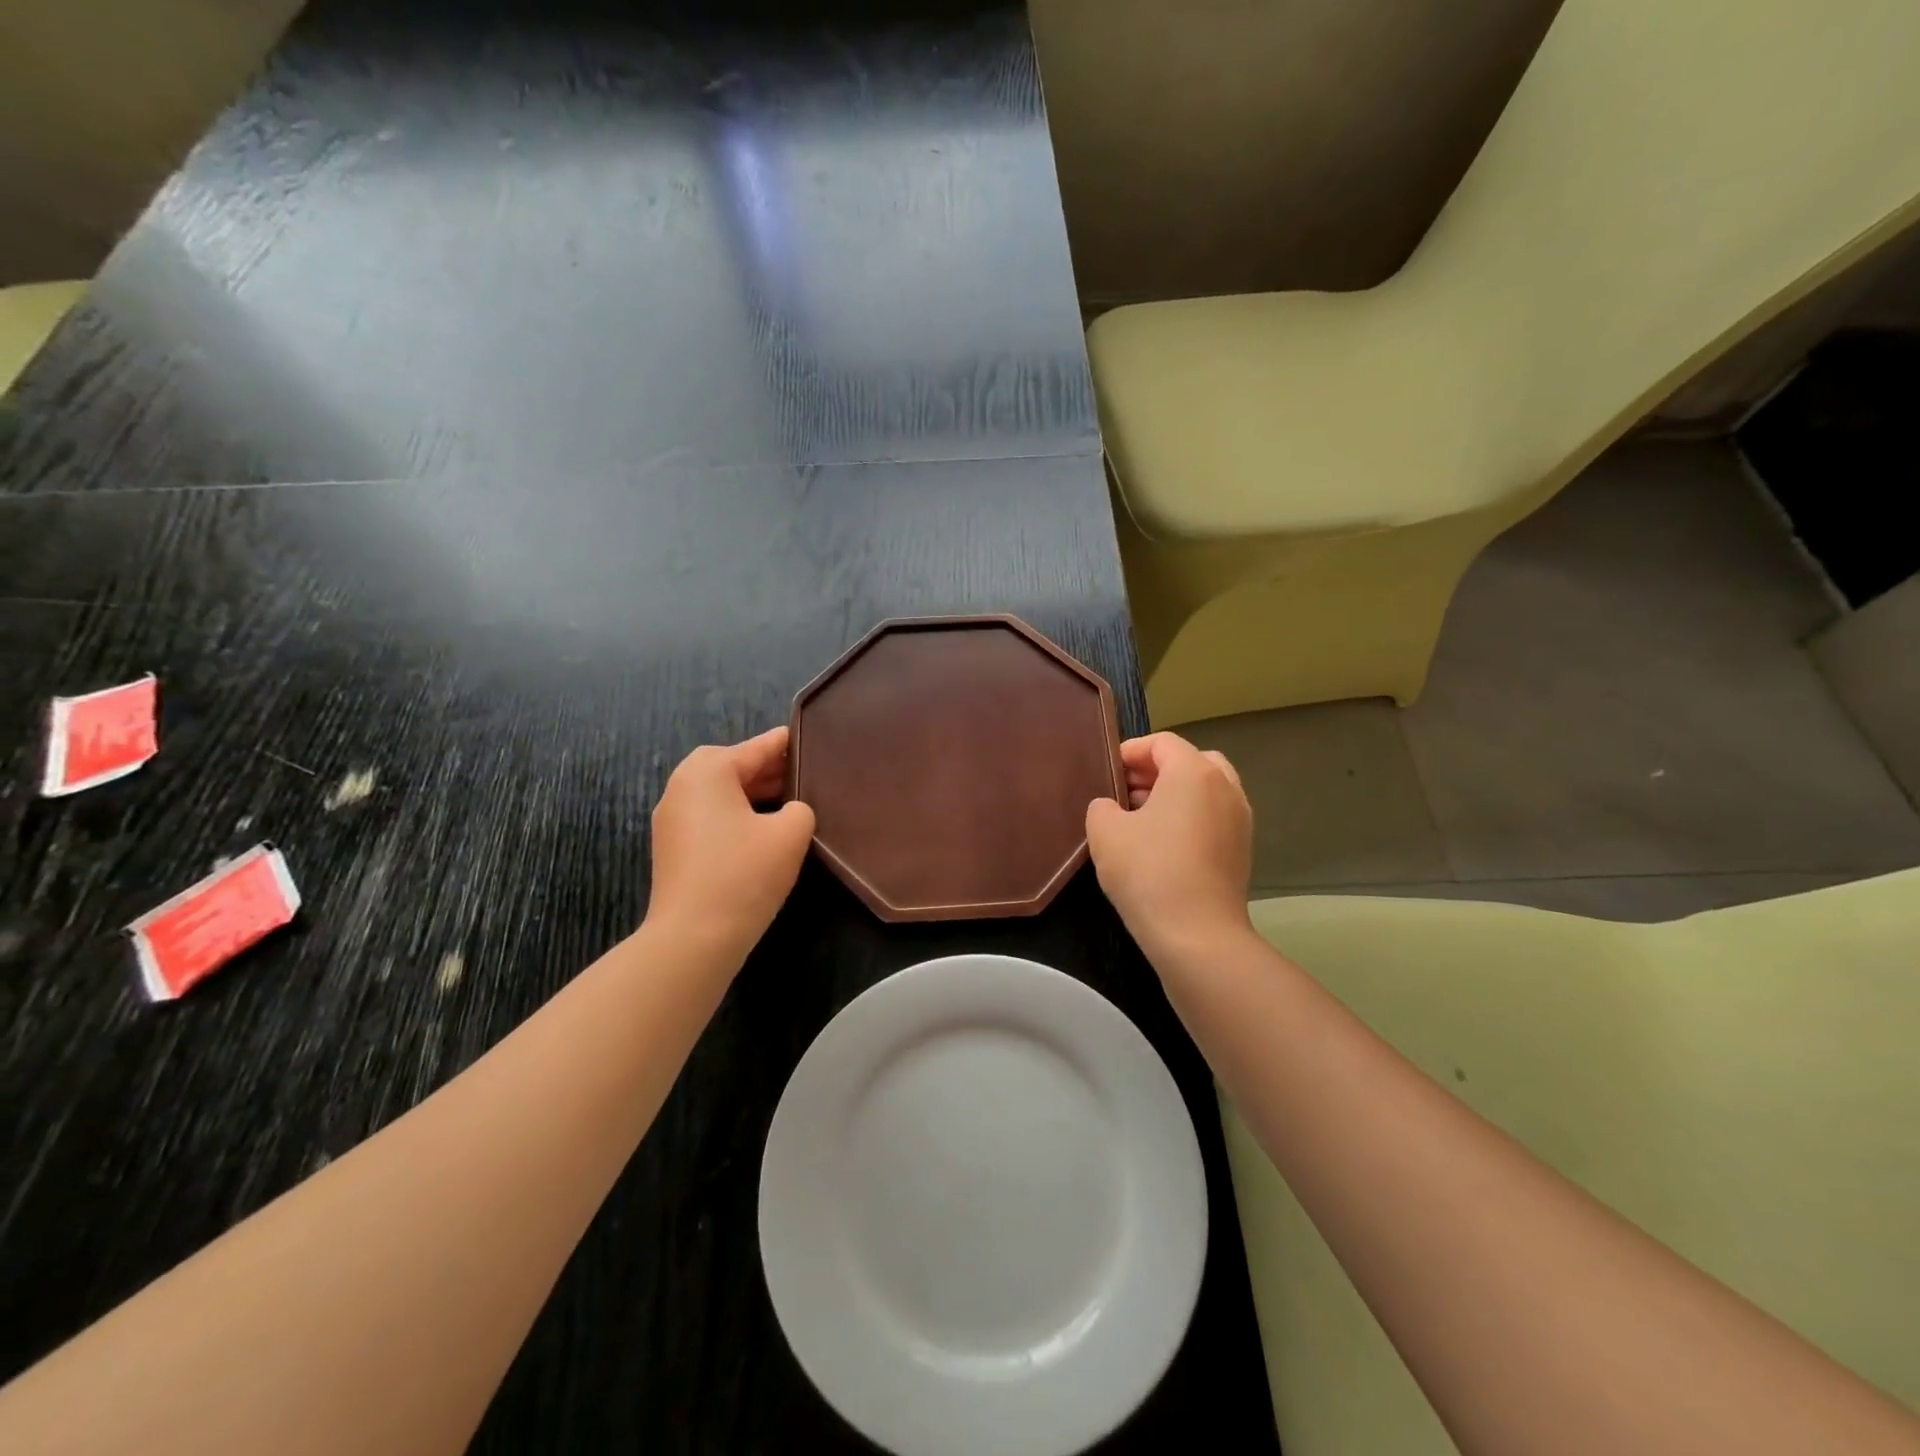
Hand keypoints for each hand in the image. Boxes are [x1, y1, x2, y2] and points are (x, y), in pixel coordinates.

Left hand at [646, 727, 816, 964]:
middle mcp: (682, 786)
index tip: (809, 737)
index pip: (756, 748)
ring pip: (720, 794)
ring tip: (790, 801)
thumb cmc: (744, 874)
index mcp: (708, 771)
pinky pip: (711, 817)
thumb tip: (790, 811)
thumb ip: (799, 809)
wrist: (694, 938)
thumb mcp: (790, 833)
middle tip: (804, 774)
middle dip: (768, 770)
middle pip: (733, 767)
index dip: (785, 744)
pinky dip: (737, 815)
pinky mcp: (673, 849)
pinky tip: (764, 831)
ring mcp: (672, 819)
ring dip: (752, 794)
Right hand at [1085, 733, 1255, 962]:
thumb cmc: (1148, 871)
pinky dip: (1190, 817)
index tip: (1107, 772)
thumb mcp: (1105, 832)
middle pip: (1190, 761)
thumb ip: (1102, 807)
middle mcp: (1225, 787)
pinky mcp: (1242, 849)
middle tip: (1124, 791)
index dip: (1130, 751)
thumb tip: (1112, 808)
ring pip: (1205, 789)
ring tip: (1140, 818)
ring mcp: (1239, 819)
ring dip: (1174, 794)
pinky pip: (1213, 816)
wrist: (1197, 935)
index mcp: (1194, 772)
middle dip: (1155, 770)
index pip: (1162, 742)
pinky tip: (1162, 844)